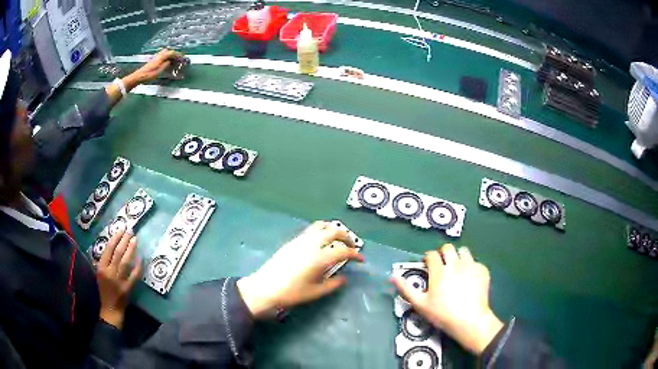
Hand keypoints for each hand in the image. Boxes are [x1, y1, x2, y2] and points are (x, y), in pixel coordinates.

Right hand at [95, 225, 141, 328]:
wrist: (110, 309)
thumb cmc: (104, 289)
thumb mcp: (99, 273)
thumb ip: (104, 260)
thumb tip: (113, 244)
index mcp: (101, 268)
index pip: (108, 249)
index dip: (115, 238)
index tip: (121, 229)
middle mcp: (109, 272)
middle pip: (118, 253)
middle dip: (124, 240)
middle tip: (130, 230)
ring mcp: (119, 281)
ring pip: (126, 262)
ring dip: (131, 249)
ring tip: (135, 239)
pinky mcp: (128, 288)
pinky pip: (134, 275)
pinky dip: (138, 266)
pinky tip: (141, 257)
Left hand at [125, 49, 183, 87]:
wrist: (139, 76)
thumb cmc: (149, 75)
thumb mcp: (159, 71)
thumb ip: (166, 65)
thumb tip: (170, 61)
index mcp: (161, 57)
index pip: (172, 53)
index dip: (178, 54)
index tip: (182, 57)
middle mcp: (159, 55)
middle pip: (168, 51)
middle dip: (174, 54)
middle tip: (179, 58)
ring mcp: (156, 57)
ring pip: (165, 53)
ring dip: (170, 55)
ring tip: (174, 59)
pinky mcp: (153, 60)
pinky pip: (162, 56)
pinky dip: (166, 57)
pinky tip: (166, 61)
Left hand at [237, 221, 364, 318]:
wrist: (265, 287)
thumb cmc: (291, 293)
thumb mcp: (316, 292)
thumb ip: (333, 284)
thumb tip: (344, 277)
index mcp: (320, 257)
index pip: (344, 251)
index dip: (355, 255)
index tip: (361, 260)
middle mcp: (312, 244)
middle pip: (335, 231)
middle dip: (347, 237)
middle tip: (352, 247)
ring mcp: (301, 240)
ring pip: (322, 226)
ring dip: (334, 230)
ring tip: (338, 239)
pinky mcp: (293, 241)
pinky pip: (311, 229)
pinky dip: (322, 230)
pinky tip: (321, 241)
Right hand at [392, 244, 502, 354]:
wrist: (470, 320)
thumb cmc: (442, 314)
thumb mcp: (420, 304)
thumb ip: (406, 289)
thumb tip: (392, 276)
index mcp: (439, 271)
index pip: (431, 254)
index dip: (428, 258)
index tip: (427, 265)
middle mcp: (455, 263)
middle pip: (448, 248)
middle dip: (443, 254)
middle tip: (442, 265)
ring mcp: (470, 265)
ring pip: (463, 251)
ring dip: (458, 257)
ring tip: (457, 269)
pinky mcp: (483, 270)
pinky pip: (475, 262)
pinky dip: (471, 267)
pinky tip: (470, 279)